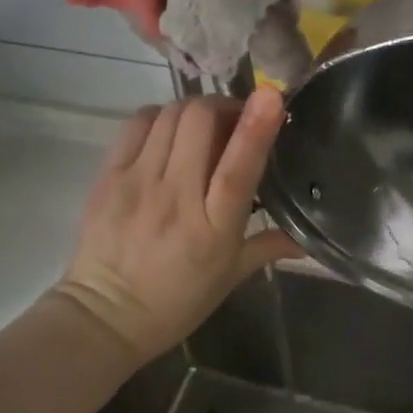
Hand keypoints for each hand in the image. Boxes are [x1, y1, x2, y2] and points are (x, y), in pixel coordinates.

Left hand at [52, 89, 301, 364]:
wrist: (105, 316)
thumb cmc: (175, 303)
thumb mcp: (229, 279)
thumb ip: (268, 248)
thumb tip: (308, 240)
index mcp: (212, 229)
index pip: (237, 169)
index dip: (256, 128)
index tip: (272, 95)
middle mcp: (175, 198)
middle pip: (199, 123)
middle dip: (224, 107)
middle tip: (235, 120)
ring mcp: (137, 183)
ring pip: (169, 115)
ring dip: (194, 110)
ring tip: (204, 126)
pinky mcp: (108, 176)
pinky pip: (137, 124)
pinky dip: (161, 117)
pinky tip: (169, 132)